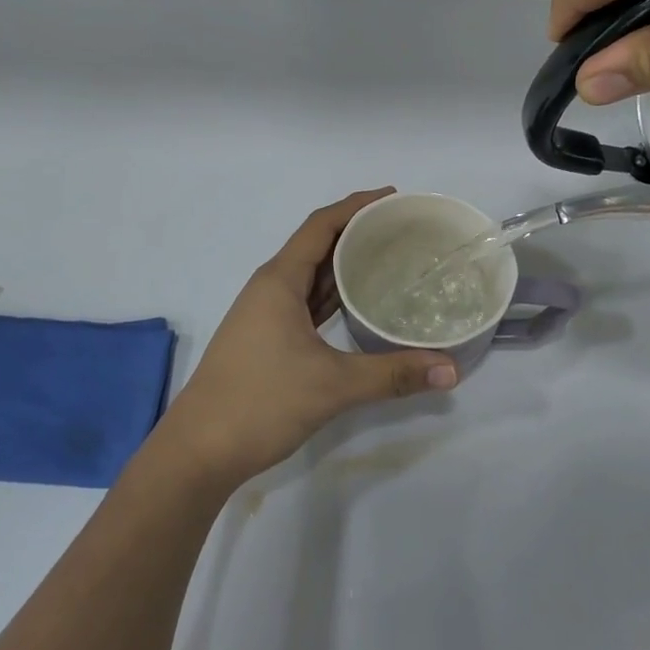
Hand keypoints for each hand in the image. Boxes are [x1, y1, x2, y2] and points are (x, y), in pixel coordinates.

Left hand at [155, 190, 457, 485]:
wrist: (198, 451)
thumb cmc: (260, 402)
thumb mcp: (332, 385)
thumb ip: (393, 374)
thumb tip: (451, 370)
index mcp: (279, 280)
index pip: (321, 225)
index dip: (357, 206)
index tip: (395, 198)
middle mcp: (270, 288)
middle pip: (317, 245)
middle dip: (357, 232)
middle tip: (403, 230)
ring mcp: (266, 314)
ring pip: (311, 276)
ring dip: (345, 264)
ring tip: (390, 258)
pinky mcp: (267, 339)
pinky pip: (306, 302)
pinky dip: (333, 295)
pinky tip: (359, 304)